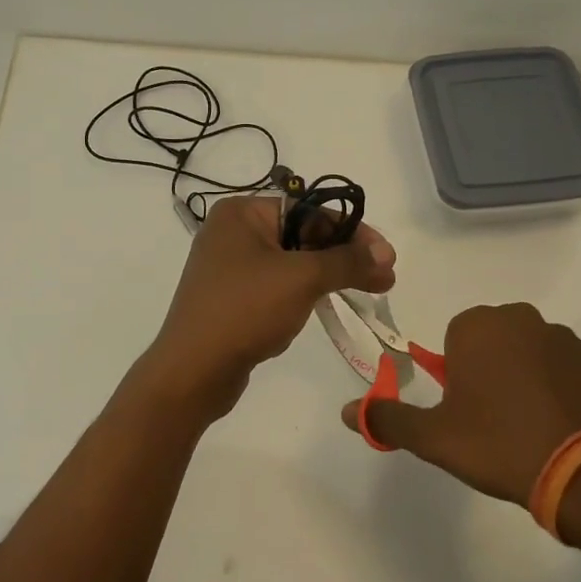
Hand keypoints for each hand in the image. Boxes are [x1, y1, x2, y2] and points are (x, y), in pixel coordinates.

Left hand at [150, 195, 395, 413]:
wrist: (193, 371)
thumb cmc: (245, 310)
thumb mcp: (302, 279)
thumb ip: (347, 262)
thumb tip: (387, 255)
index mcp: (242, 212)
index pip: (310, 210)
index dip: (353, 232)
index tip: (387, 256)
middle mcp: (233, 232)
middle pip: (302, 234)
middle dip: (343, 256)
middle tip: (384, 278)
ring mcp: (230, 266)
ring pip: (292, 262)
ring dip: (328, 275)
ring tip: (367, 290)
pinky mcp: (232, 297)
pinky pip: (277, 285)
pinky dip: (304, 292)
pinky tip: (326, 304)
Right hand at [341, 303, 580, 505]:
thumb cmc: (498, 444)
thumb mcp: (433, 438)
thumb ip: (388, 418)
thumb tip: (346, 411)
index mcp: (478, 326)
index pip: (455, 338)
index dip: (456, 375)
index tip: (465, 409)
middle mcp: (522, 318)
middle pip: (495, 340)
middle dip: (491, 369)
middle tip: (494, 419)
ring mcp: (567, 337)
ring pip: (533, 352)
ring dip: (528, 376)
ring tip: (532, 426)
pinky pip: (570, 368)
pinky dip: (564, 387)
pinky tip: (564, 423)